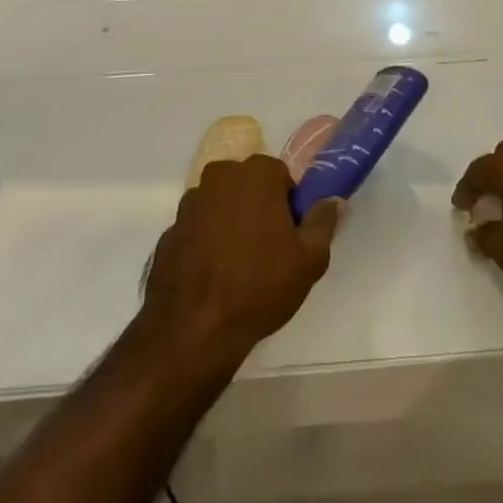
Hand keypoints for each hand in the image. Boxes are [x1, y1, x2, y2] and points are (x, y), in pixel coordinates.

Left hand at [142, 156, 339, 368]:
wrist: (194, 329)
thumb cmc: (259, 286)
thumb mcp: (309, 260)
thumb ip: (323, 222)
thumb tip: (333, 200)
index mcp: (256, 173)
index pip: (280, 177)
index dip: (288, 206)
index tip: (289, 237)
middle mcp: (220, 176)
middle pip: (248, 186)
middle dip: (257, 209)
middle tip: (267, 251)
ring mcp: (189, 203)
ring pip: (220, 206)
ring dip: (229, 224)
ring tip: (236, 268)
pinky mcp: (168, 231)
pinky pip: (196, 230)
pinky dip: (204, 244)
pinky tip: (211, 278)